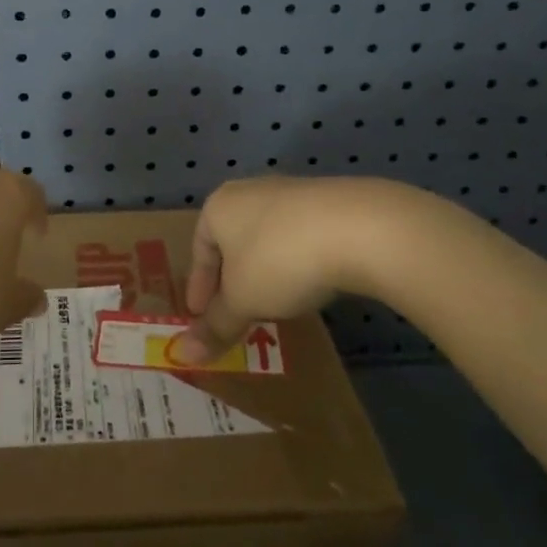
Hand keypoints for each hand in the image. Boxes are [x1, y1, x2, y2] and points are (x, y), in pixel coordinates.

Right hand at [178, 176, 392, 362]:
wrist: (361, 229)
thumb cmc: (281, 261)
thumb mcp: (243, 301)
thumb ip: (215, 326)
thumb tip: (185, 354)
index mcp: (219, 206)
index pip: (199, 248)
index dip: (199, 287)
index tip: (200, 316)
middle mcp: (250, 191)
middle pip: (233, 241)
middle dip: (232, 278)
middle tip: (235, 311)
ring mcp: (292, 192)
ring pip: (267, 237)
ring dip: (265, 270)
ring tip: (273, 302)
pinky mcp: (329, 201)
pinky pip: (300, 236)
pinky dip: (296, 262)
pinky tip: (309, 284)